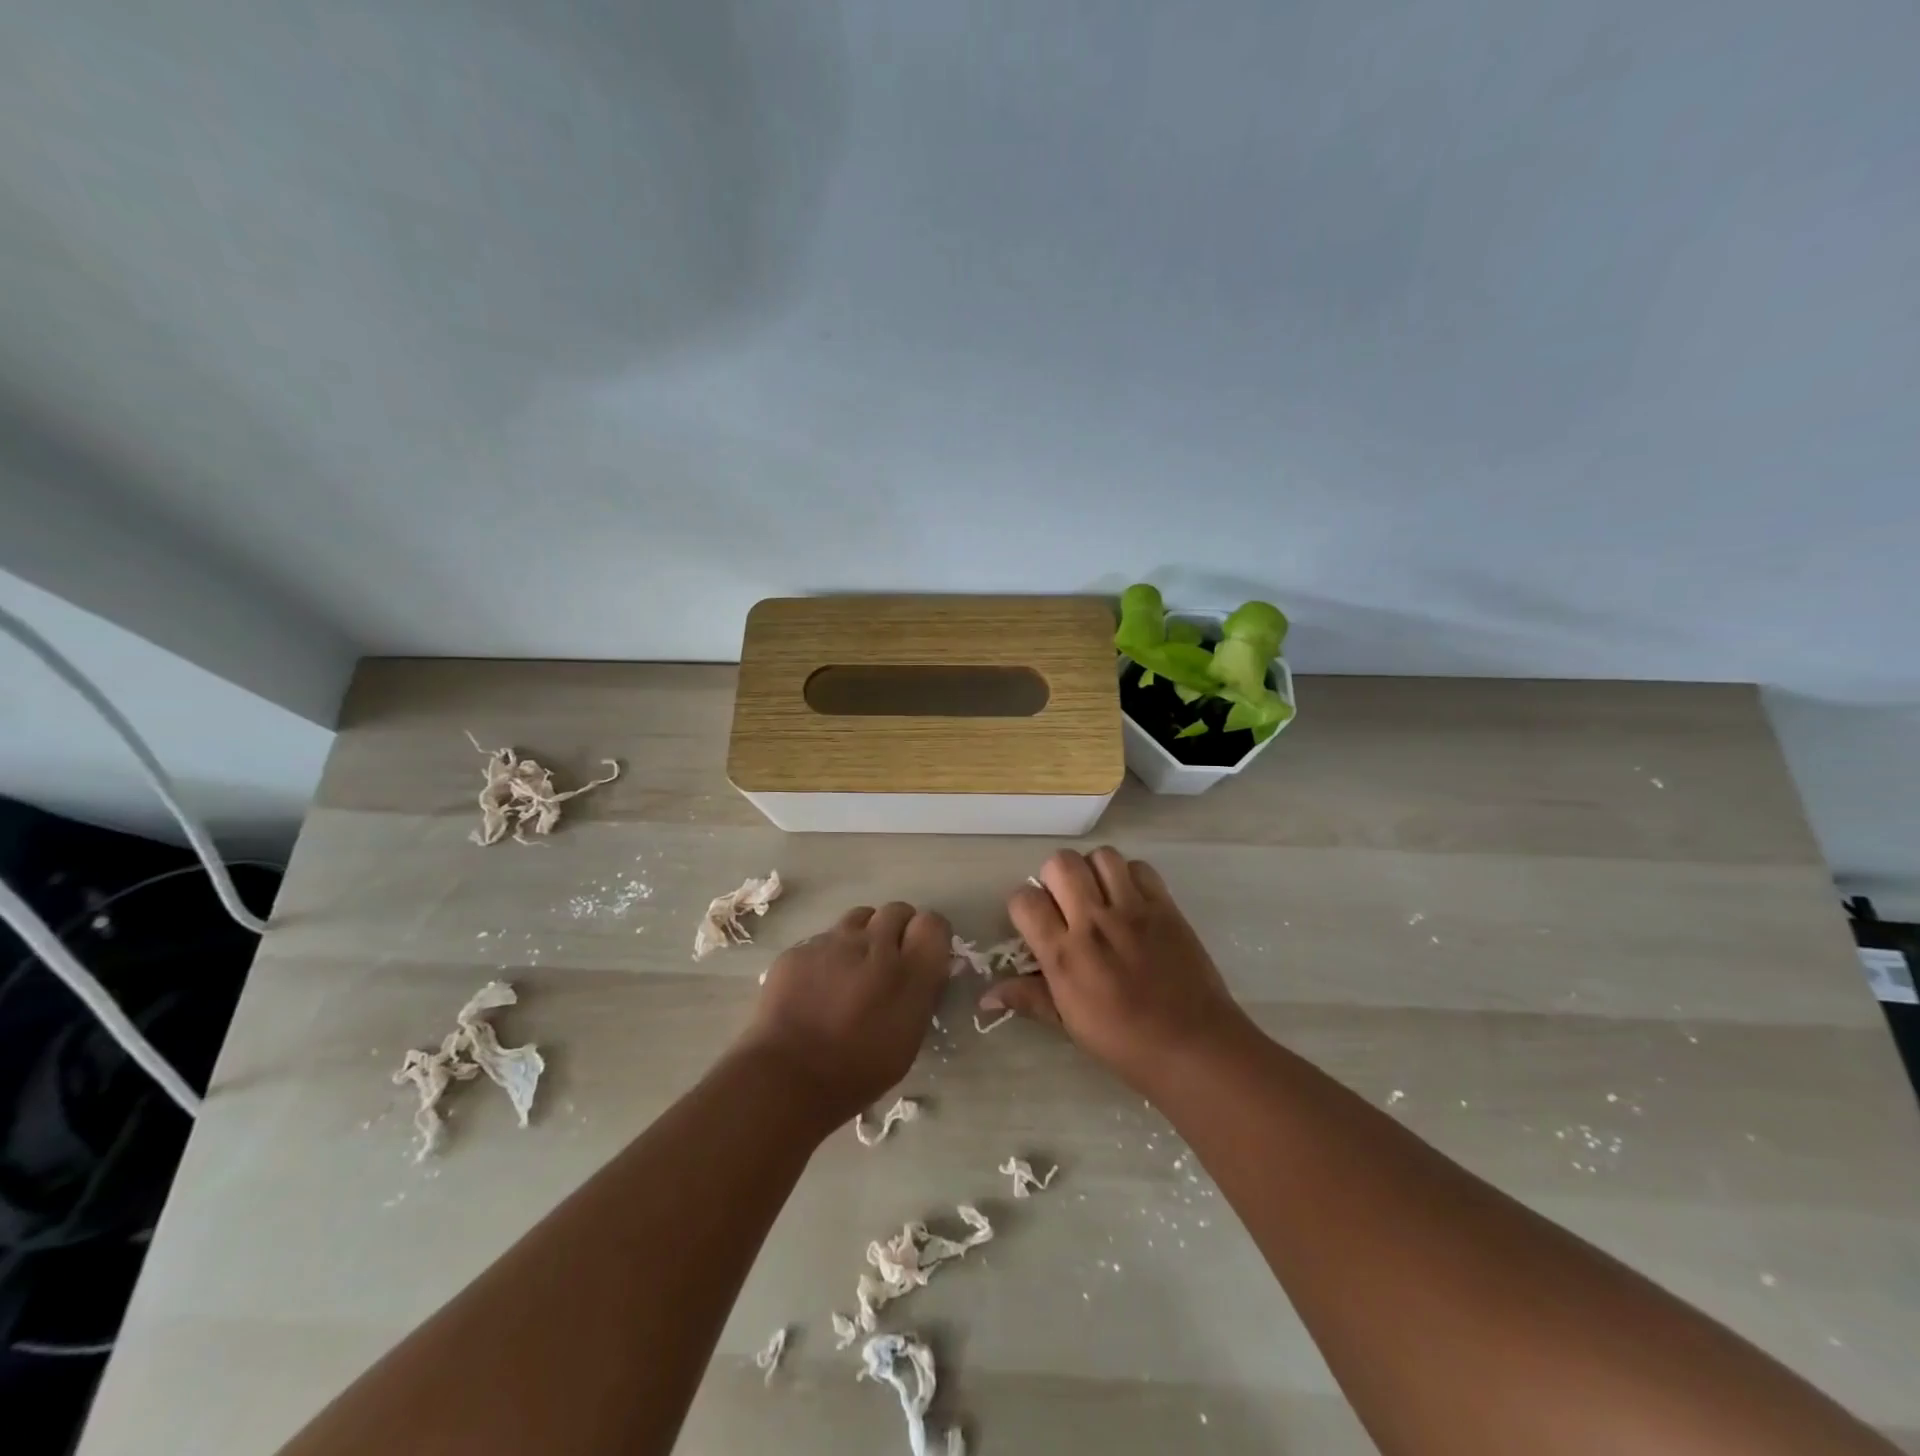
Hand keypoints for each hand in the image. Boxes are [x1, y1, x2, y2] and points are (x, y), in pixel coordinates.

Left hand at [737, 901, 951, 1125]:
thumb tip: (926, 969)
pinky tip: (816, 986)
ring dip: (863, 935)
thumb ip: (920, 994)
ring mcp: (833, 942)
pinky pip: (823, 939)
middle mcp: (874, 945)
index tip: (922, 955)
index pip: (934, 924)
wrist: (787, 1077)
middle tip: (888, 961)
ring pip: (859, 918)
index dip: (930, 936)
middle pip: (897, 910)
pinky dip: (827, 955)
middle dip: (897, 929)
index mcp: (909, 973)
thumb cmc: (857, 1071)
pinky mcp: (800, 948)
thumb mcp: (908, 1040)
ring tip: (852, 968)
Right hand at [981, 848, 1250, 1091]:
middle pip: (1060, 863)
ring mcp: (1132, 910)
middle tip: (1066, 902)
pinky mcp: (1165, 906)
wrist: (1193, 1046)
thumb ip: (1028, 998)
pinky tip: (1131, 899)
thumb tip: (985, 998)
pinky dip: (1130, 876)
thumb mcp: (1068, 1024)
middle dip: (1054, 877)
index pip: (1025, 900)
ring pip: (1101, 856)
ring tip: (1099, 894)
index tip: (1034, 921)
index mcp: (1064, 954)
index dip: (1023, 905)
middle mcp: (1094, 922)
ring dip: (1093, 870)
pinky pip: (1140, 867)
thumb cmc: (1124, 1043)